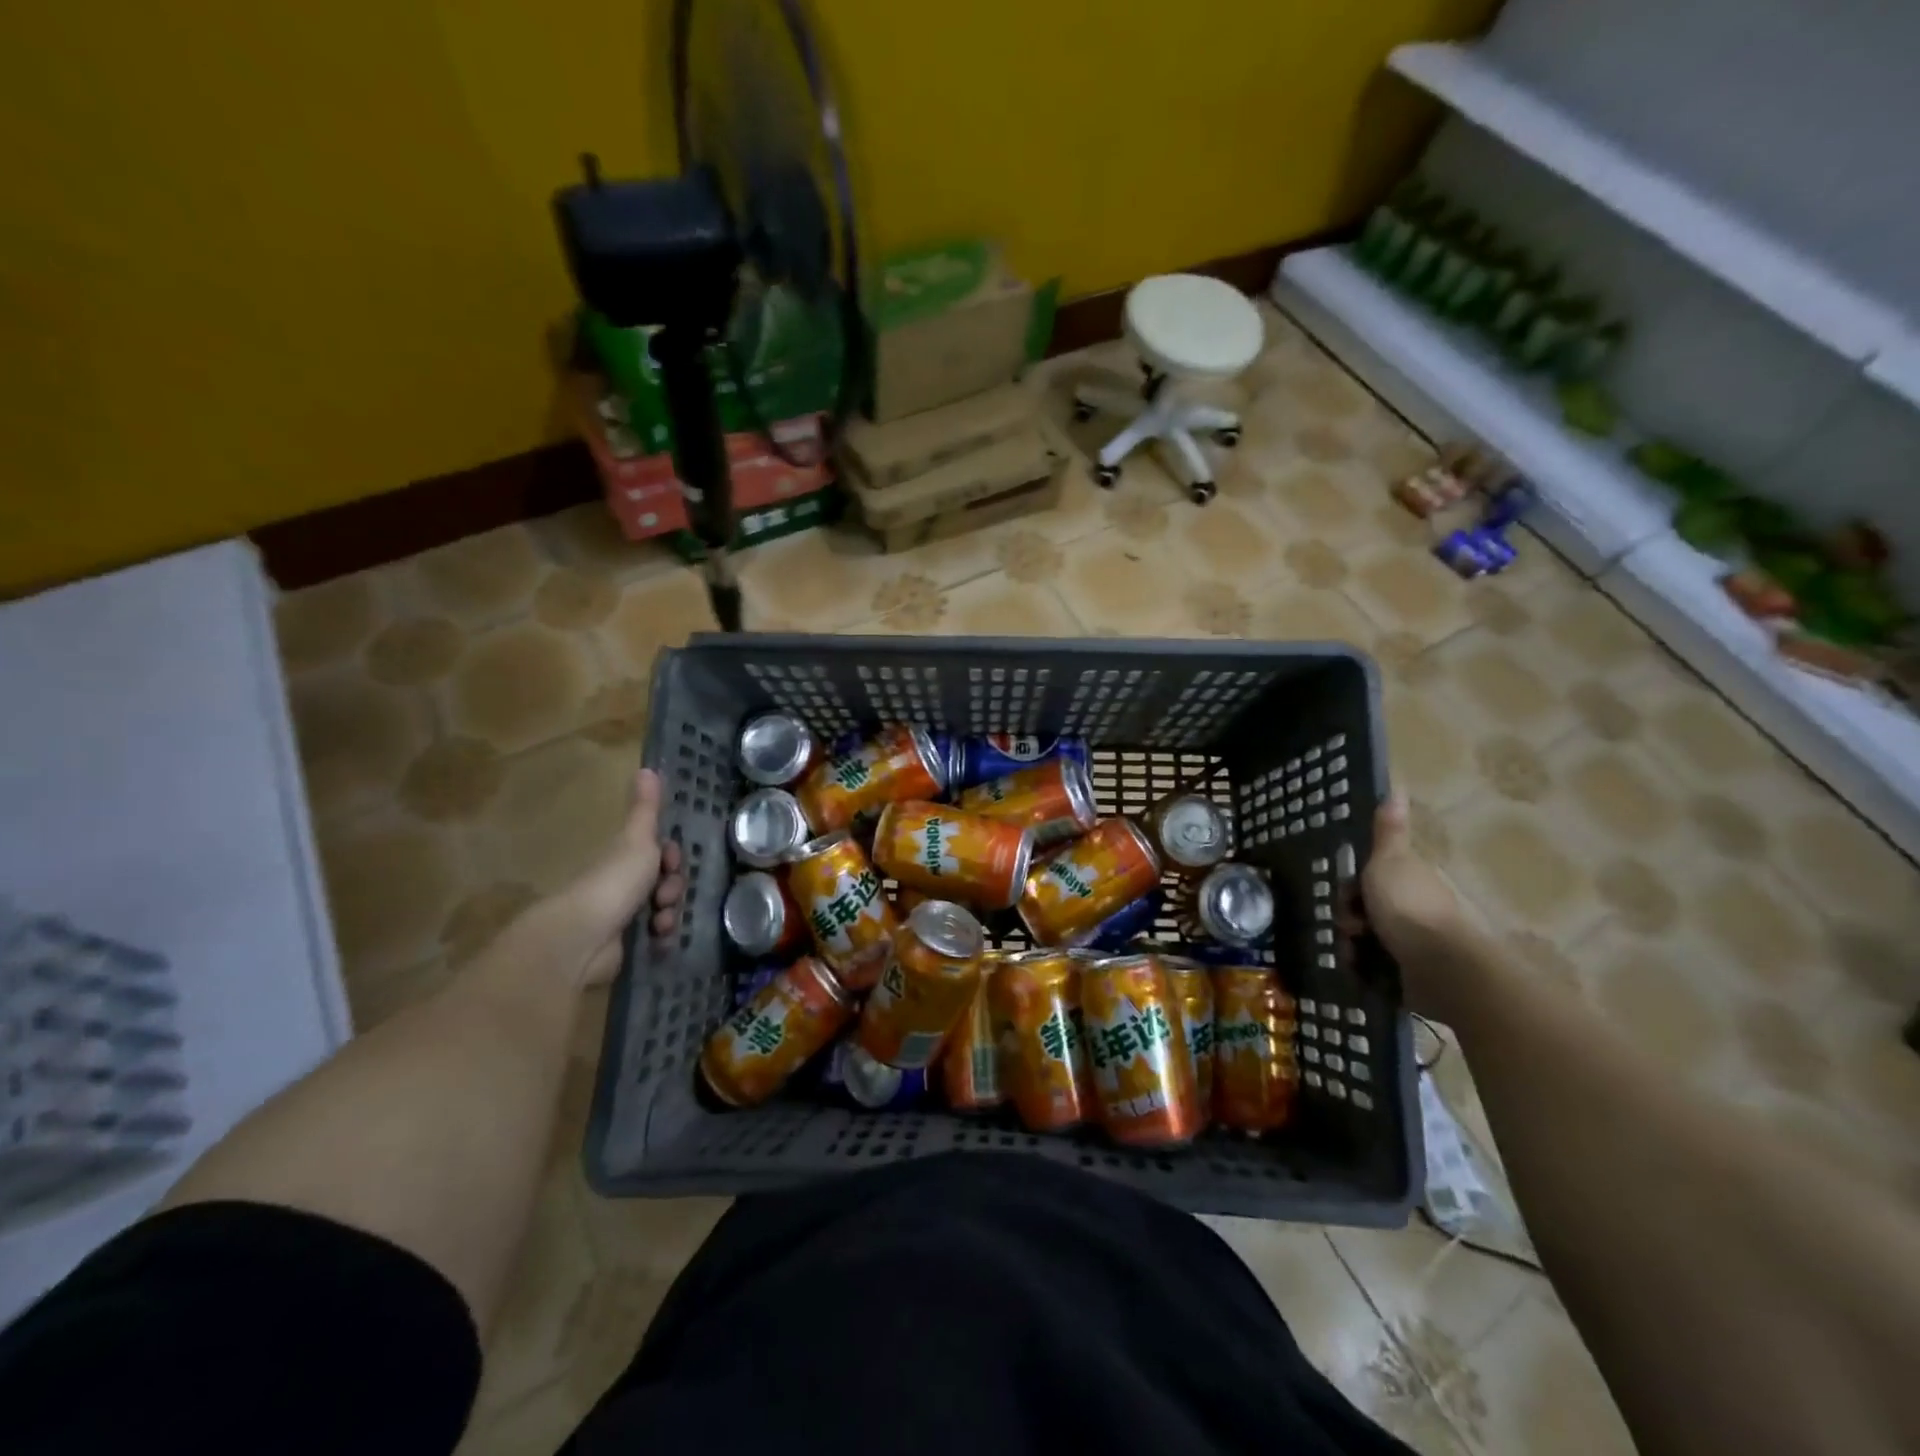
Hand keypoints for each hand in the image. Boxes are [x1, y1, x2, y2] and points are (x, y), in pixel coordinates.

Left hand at [551, 768, 685, 987]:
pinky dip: (663, 938)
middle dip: (674, 889)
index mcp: (626, 858)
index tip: (670, 862)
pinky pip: (658, 938)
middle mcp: (624, 885)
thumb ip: (646, 808)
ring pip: (665, 910)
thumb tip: (647, 767)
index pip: (661, 854)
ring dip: (671, 914)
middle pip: (666, 882)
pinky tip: (659, 939)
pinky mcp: (628, 946)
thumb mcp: (637, 839)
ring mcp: (625, 916)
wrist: (585, 936)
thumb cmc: (614, 881)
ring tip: (661, 923)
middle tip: (664, 896)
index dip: (672, 858)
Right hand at [1344, 797, 1466, 1012]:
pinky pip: (1376, 969)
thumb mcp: (1389, 860)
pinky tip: (1361, 970)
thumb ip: (1387, 830)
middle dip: (1349, 918)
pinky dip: (1365, 970)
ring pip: (1368, 940)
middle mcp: (1415, 910)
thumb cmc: (1408, 906)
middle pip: (1367, 910)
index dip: (1352, 886)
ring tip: (1354, 953)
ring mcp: (1416, 945)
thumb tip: (1397, 786)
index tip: (1346, 895)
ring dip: (1352, 946)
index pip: (1371, 879)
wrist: (1440, 967)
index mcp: (1411, 880)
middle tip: (1348, 926)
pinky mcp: (1413, 976)